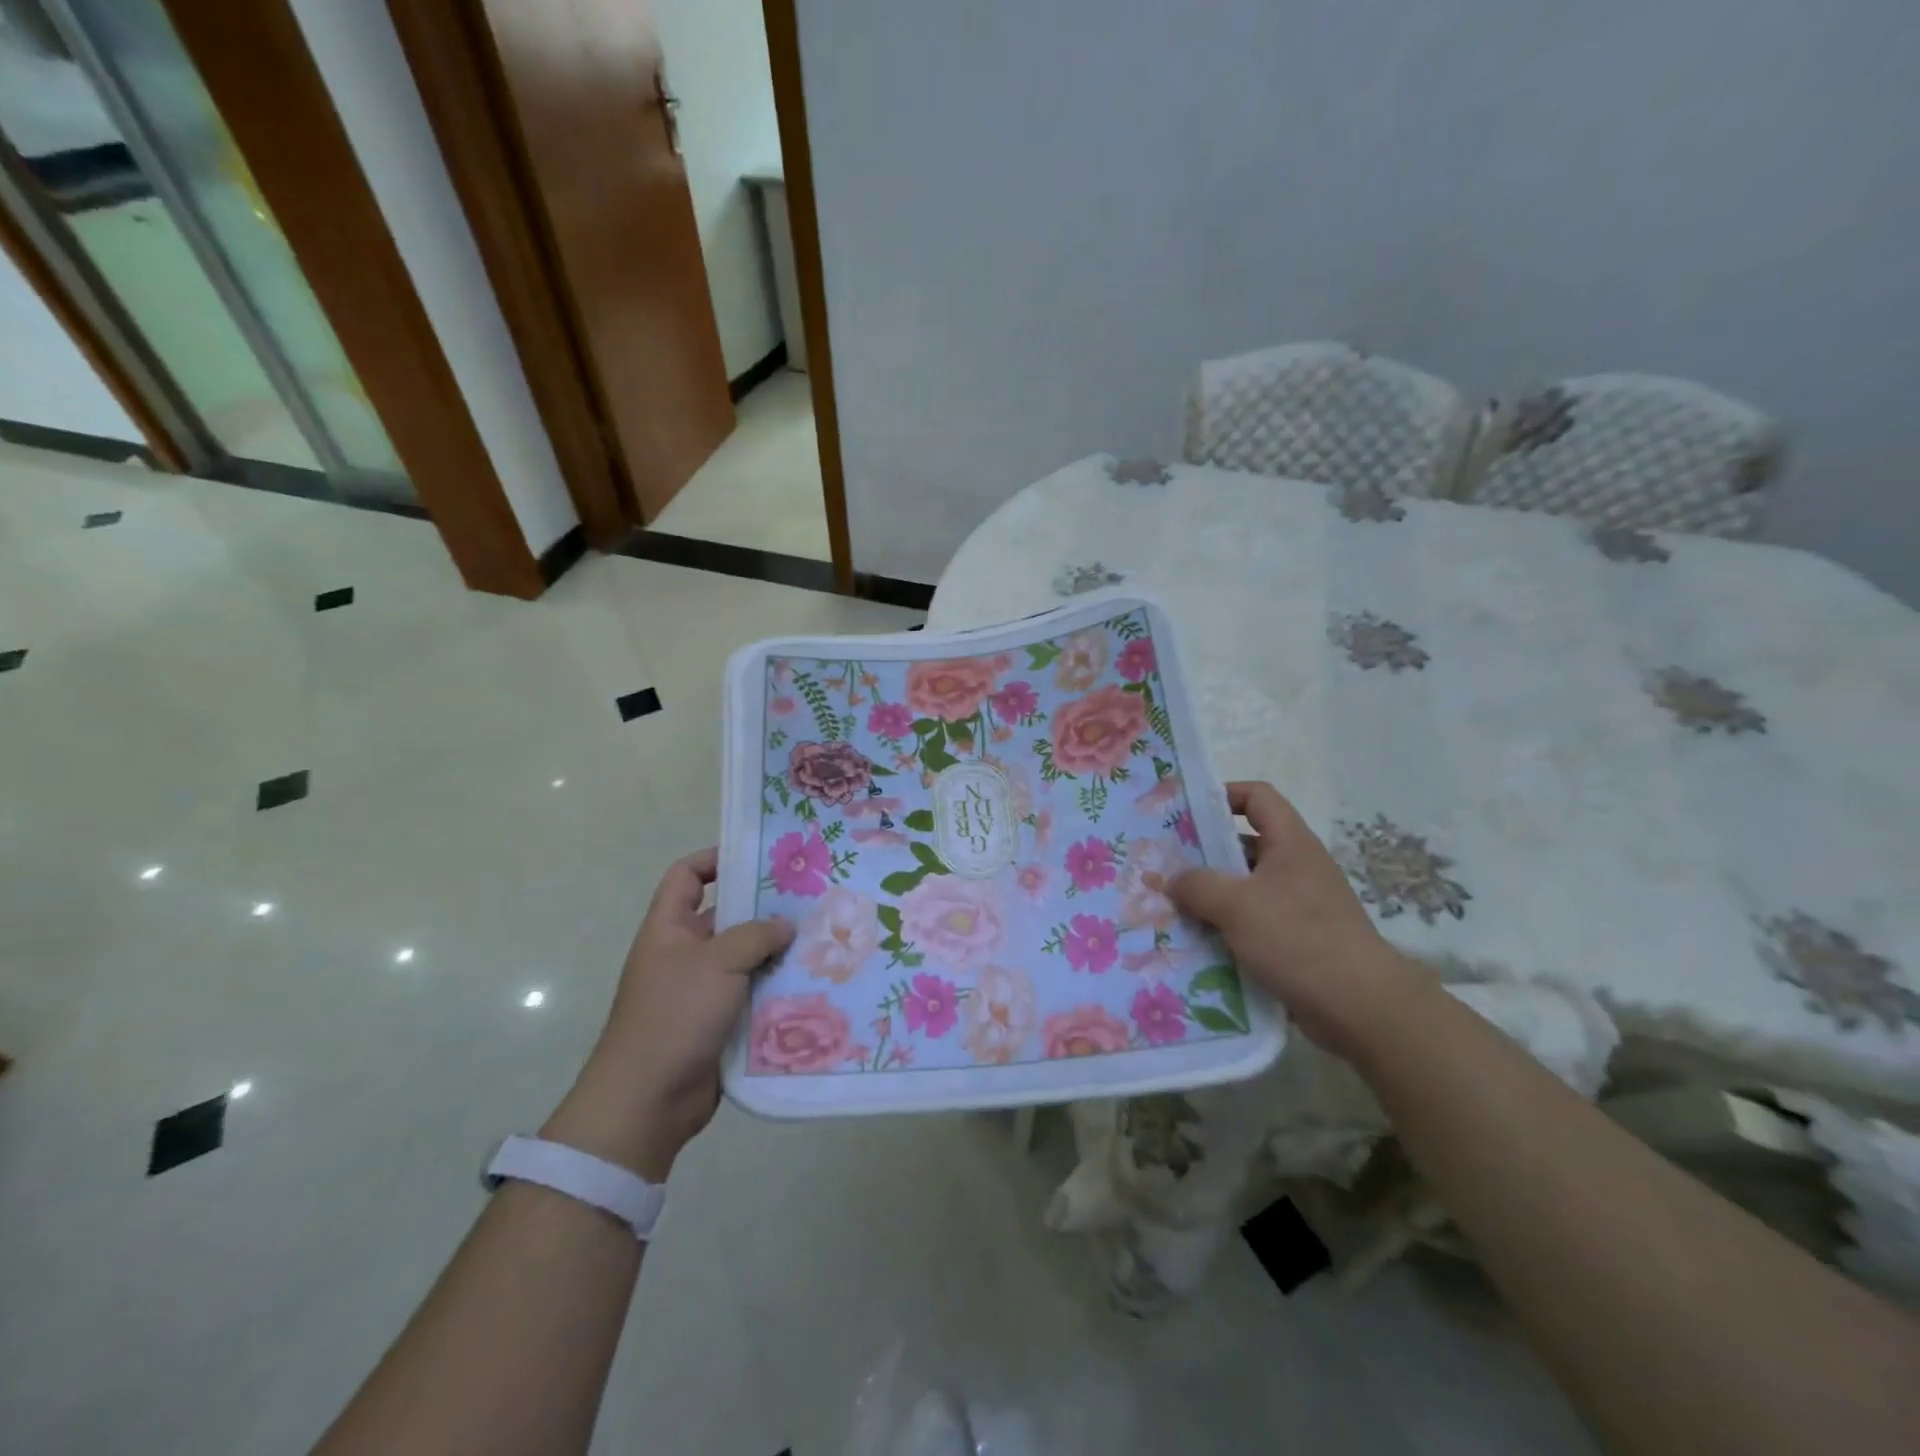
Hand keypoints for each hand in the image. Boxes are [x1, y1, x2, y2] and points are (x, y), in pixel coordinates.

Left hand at [544, 848, 792, 1179]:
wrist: (648, 1101)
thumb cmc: (674, 1016)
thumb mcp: (716, 963)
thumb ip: (755, 935)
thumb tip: (786, 925)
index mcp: (669, 929)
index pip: (687, 876)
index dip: (716, 859)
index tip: (759, 857)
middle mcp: (685, 953)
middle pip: (727, 916)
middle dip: (765, 908)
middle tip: (811, 897)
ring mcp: (703, 990)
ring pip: (747, 957)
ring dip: (778, 951)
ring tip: (823, 937)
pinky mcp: (721, 1022)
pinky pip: (754, 993)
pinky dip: (778, 988)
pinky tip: (814, 981)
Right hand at [1171, 782, 1426, 1058]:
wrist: (1361, 1008)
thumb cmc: (1299, 939)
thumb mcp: (1236, 905)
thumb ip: (1197, 885)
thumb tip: (1173, 881)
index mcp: (1290, 843)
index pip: (1257, 797)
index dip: (1223, 795)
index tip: (1187, 814)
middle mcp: (1295, 867)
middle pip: (1243, 845)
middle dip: (1203, 854)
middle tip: (1164, 866)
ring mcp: (1297, 905)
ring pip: (1243, 888)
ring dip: (1210, 897)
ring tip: (1170, 907)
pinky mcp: (1296, 940)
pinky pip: (1251, 923)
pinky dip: (1225, 929)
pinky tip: (1196, 943)